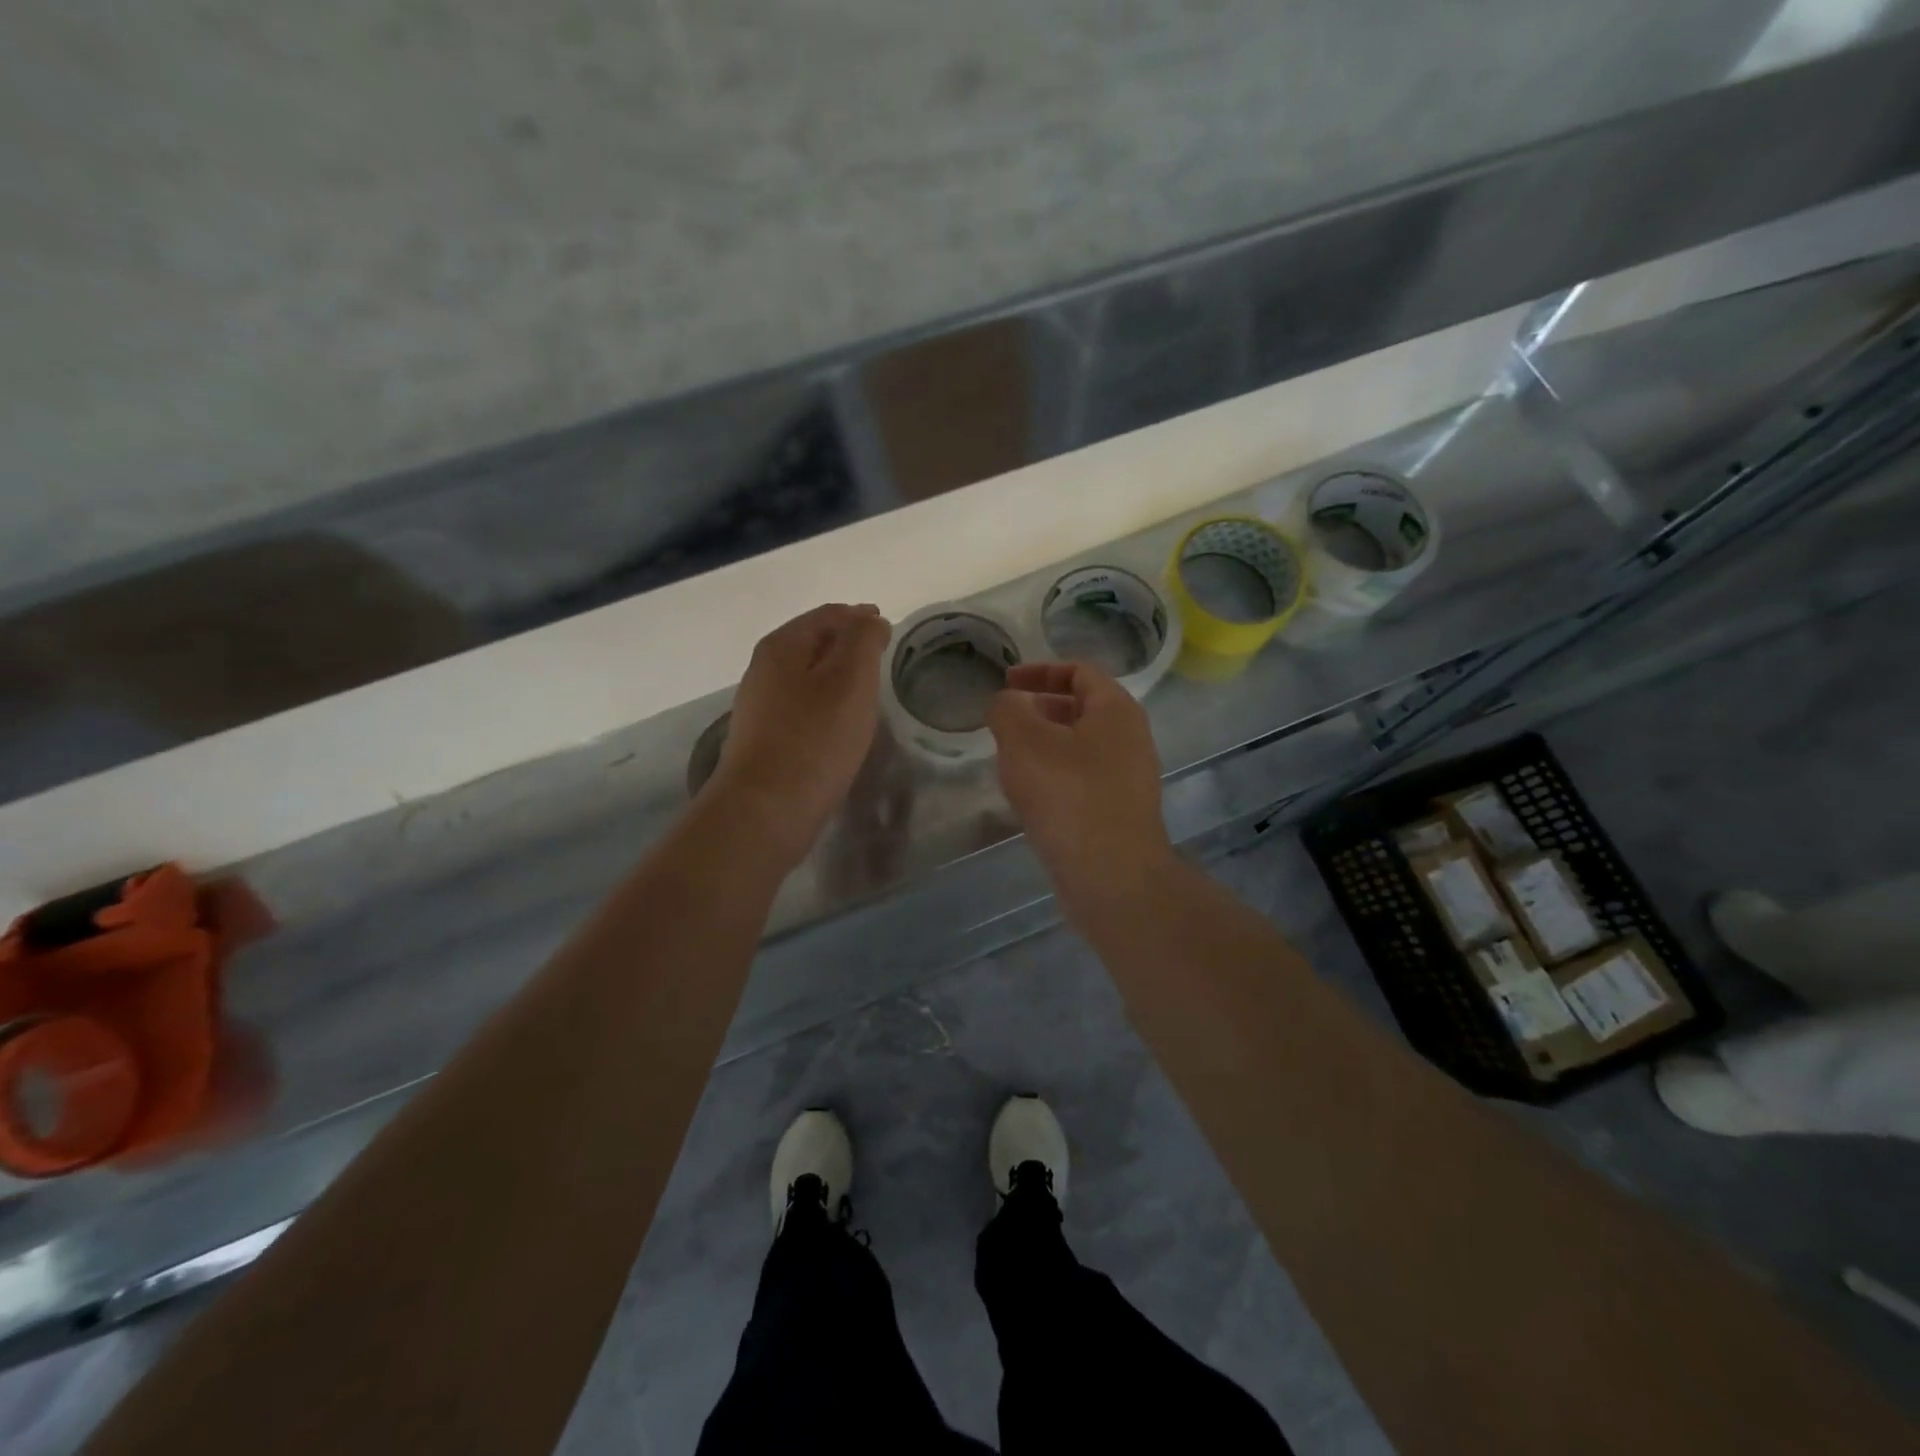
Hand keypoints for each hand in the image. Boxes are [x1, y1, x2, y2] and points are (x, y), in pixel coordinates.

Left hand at [710, 603, 890, 867]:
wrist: (767, 810)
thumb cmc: (814, 738)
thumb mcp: (850, 678)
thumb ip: (863, 640)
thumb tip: (869, 620)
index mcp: (782, 646)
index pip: (828, 615)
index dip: (859, 616)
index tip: (887, 627)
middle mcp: (764, 671)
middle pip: (813, 644)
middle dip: (847, 644)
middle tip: (880, 655)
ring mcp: (761, 708)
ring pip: (807, 678)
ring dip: (837, 676)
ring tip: (867, 688)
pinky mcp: (766, 741)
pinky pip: (803, 709)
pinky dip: (826, 704)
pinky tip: (842, 723)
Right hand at [987, 662, 1175, 911]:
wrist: (1112, 876)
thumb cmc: (1068, 795)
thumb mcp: (1024, 741)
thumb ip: (1007, 710)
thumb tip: (1007, 703)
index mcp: (1116, 710)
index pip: (1079, 671)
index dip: (1039, 671)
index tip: (1006, 683)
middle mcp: (1130, 738)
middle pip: (1082, 709)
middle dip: (1040, 709)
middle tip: (1006, 723)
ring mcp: (1129, 778)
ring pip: (1080, 747)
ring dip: (1045, 746)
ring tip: (1011, 760)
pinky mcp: (1119, 812)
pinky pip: (1083, 780)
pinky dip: (1055, 776)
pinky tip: (1030, 797)